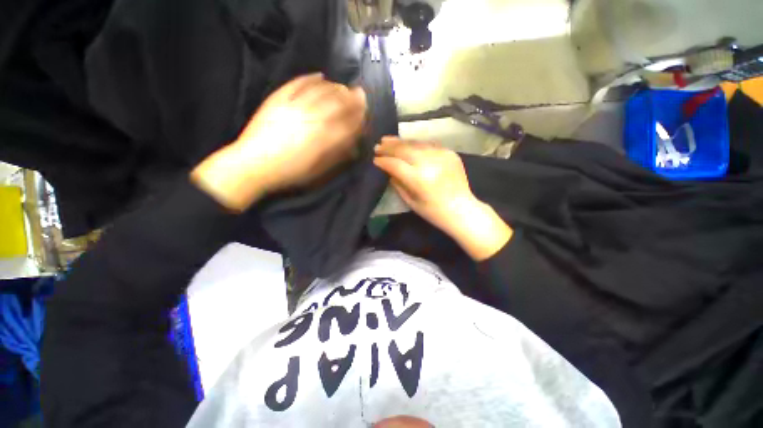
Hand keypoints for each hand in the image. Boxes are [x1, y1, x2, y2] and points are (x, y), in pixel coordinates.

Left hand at [192, 73, 366, 210]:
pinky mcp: (279, 98)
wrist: (256, 165)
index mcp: (326, 137)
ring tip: (343, 87)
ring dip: (336, 87)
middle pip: (339, 102)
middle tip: (359, 94)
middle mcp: (314, 117)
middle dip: (352, 98)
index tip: (366, 111)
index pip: (349, 122)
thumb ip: (338, 155)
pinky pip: (298, 83)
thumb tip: (353, 146)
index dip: (360, 115)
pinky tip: (320, 76)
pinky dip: (310, 78)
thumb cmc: (292, 173)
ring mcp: (296, 105)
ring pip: (322, 90)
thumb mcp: (320, 170)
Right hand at [374, 137, 511, 260]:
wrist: (462, 210)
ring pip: (416, 143)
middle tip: (378, 145)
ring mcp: (442, 155)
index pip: (395, 164)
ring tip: (389, 140)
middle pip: (404, 150)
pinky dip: (417, 144)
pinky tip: (409, 144)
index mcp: (419, 179)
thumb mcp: (411, 202)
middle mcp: (430, 163)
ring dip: (401, 142)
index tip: (375, 159)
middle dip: (389, 147)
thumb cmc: (434, 212)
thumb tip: (388, 170)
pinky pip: (429, 145)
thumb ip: (398, 184)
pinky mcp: (450, 153)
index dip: (383, 161)